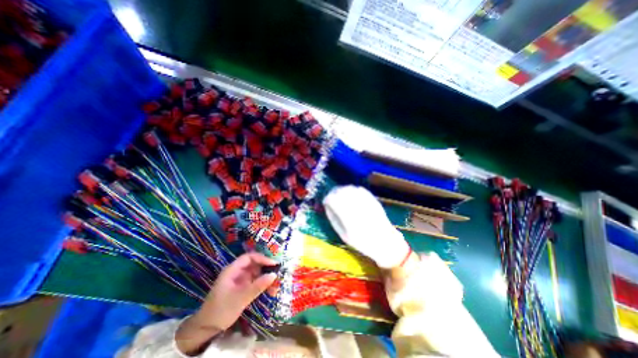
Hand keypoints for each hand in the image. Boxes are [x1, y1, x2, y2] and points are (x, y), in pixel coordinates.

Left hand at [174, 251, 276, 355]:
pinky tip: (270, 290)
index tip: (273, 264)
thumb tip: (274, 275)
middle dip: (266, 267)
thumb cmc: (221, 310)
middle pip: (254, 264)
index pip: (249, 257)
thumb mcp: (241, 298)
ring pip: (256, 273)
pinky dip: (263, 284)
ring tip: (276, 283)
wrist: (206, 329)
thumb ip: (258, 286)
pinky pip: (255, 282)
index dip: (262, 258)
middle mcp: (237, 272)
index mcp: (232, 270)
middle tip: (278, 272)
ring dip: (266, 277)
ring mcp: (240, 280)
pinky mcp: (242, 288)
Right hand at [325, 186, 408, 267]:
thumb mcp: (344, 235)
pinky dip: (352, 190)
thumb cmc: (362, 242)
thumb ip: (334, 219)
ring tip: (340, 196)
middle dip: (333, 193)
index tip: (326, 203)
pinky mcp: (372, 198)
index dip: (327, 199)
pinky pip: (359, 189)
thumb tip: (328, 207)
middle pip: (340, 191)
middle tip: (331, 198)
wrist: (385, 242)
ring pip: (349, 188)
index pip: (332, 199)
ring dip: (342, 190)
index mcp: (347, 215)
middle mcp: (355, 205)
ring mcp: (365, 200)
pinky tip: (351, 196)